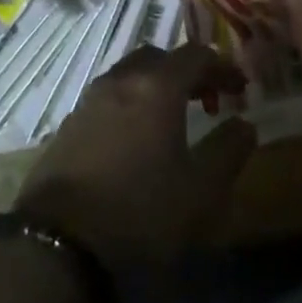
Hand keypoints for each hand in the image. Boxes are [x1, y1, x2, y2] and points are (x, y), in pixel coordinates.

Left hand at [15, 45, 256, 270]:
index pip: (196, 54)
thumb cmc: (140, 212)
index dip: (222, 66)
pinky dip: (129, 106)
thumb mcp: (201, 190)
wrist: (56, 247)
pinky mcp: (66, 127)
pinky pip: (107, 100)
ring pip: (129, 76)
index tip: (240, 87)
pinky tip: (133, 141)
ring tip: (171, 120)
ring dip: (154, 87)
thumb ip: (229, 150)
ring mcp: (88, 102)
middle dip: (186, 71)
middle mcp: (120, 81)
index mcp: (157, 87)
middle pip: (159, 58)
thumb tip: (245, 124)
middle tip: (206, 98)